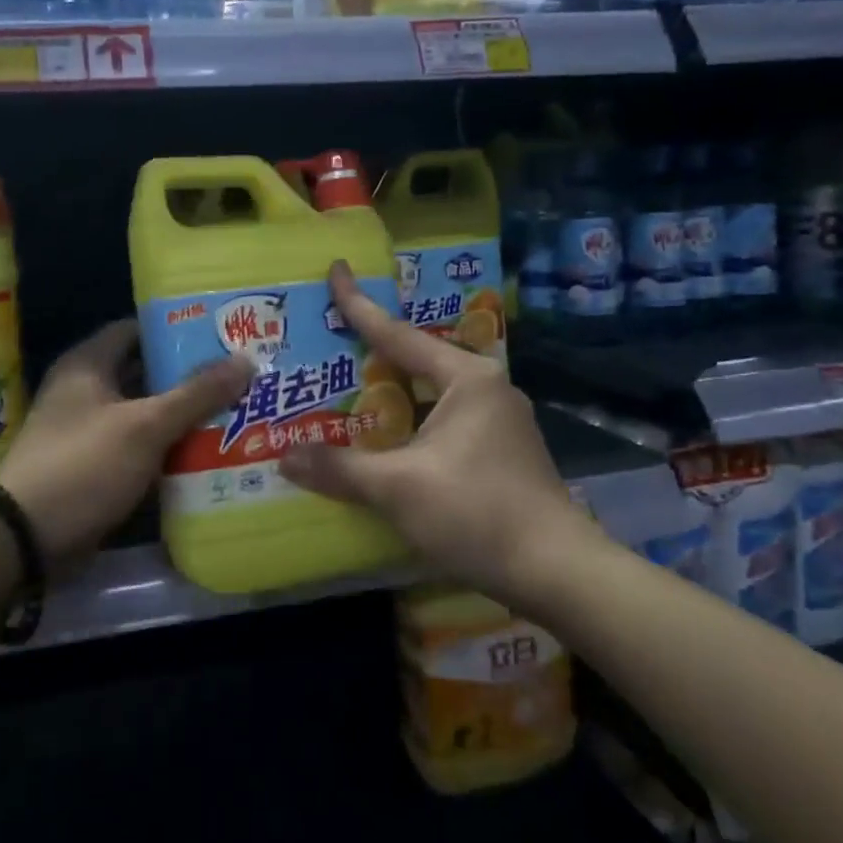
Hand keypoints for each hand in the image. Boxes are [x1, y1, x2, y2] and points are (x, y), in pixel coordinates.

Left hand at [0, 320, 252, 569]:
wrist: (24, 539)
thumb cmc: (84, 464)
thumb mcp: (146, 426)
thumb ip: (196, 393)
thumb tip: (246, 359)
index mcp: (89, 363)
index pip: (138, 329)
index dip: (178, 328)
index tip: (221, 333)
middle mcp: (86, 390)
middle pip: (146, 372)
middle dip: (190, 376)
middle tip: (240, 375)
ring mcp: (89, 430)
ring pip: (146, 413)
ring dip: (183, 415)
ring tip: (236, 410)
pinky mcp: (94, 467)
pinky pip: (139, 447)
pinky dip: (168, 448)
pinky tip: (208, 452)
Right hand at [278, 262, 601, 605]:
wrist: (558, 572)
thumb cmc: (476, 512)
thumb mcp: (399, 489)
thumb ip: (340, 469)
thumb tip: (284, 458)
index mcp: (467, 378)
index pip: (398, 334)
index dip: (359, 304)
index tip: (336, 270)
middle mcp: (487, 387)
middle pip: (417, 359)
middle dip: (374, 351)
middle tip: (331, 339)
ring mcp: (500, 419)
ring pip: (432, 392)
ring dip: (394, 391)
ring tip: (351, 388)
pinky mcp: (503, 449)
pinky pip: (444, 418)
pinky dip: (412, 419)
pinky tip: (388, 437)